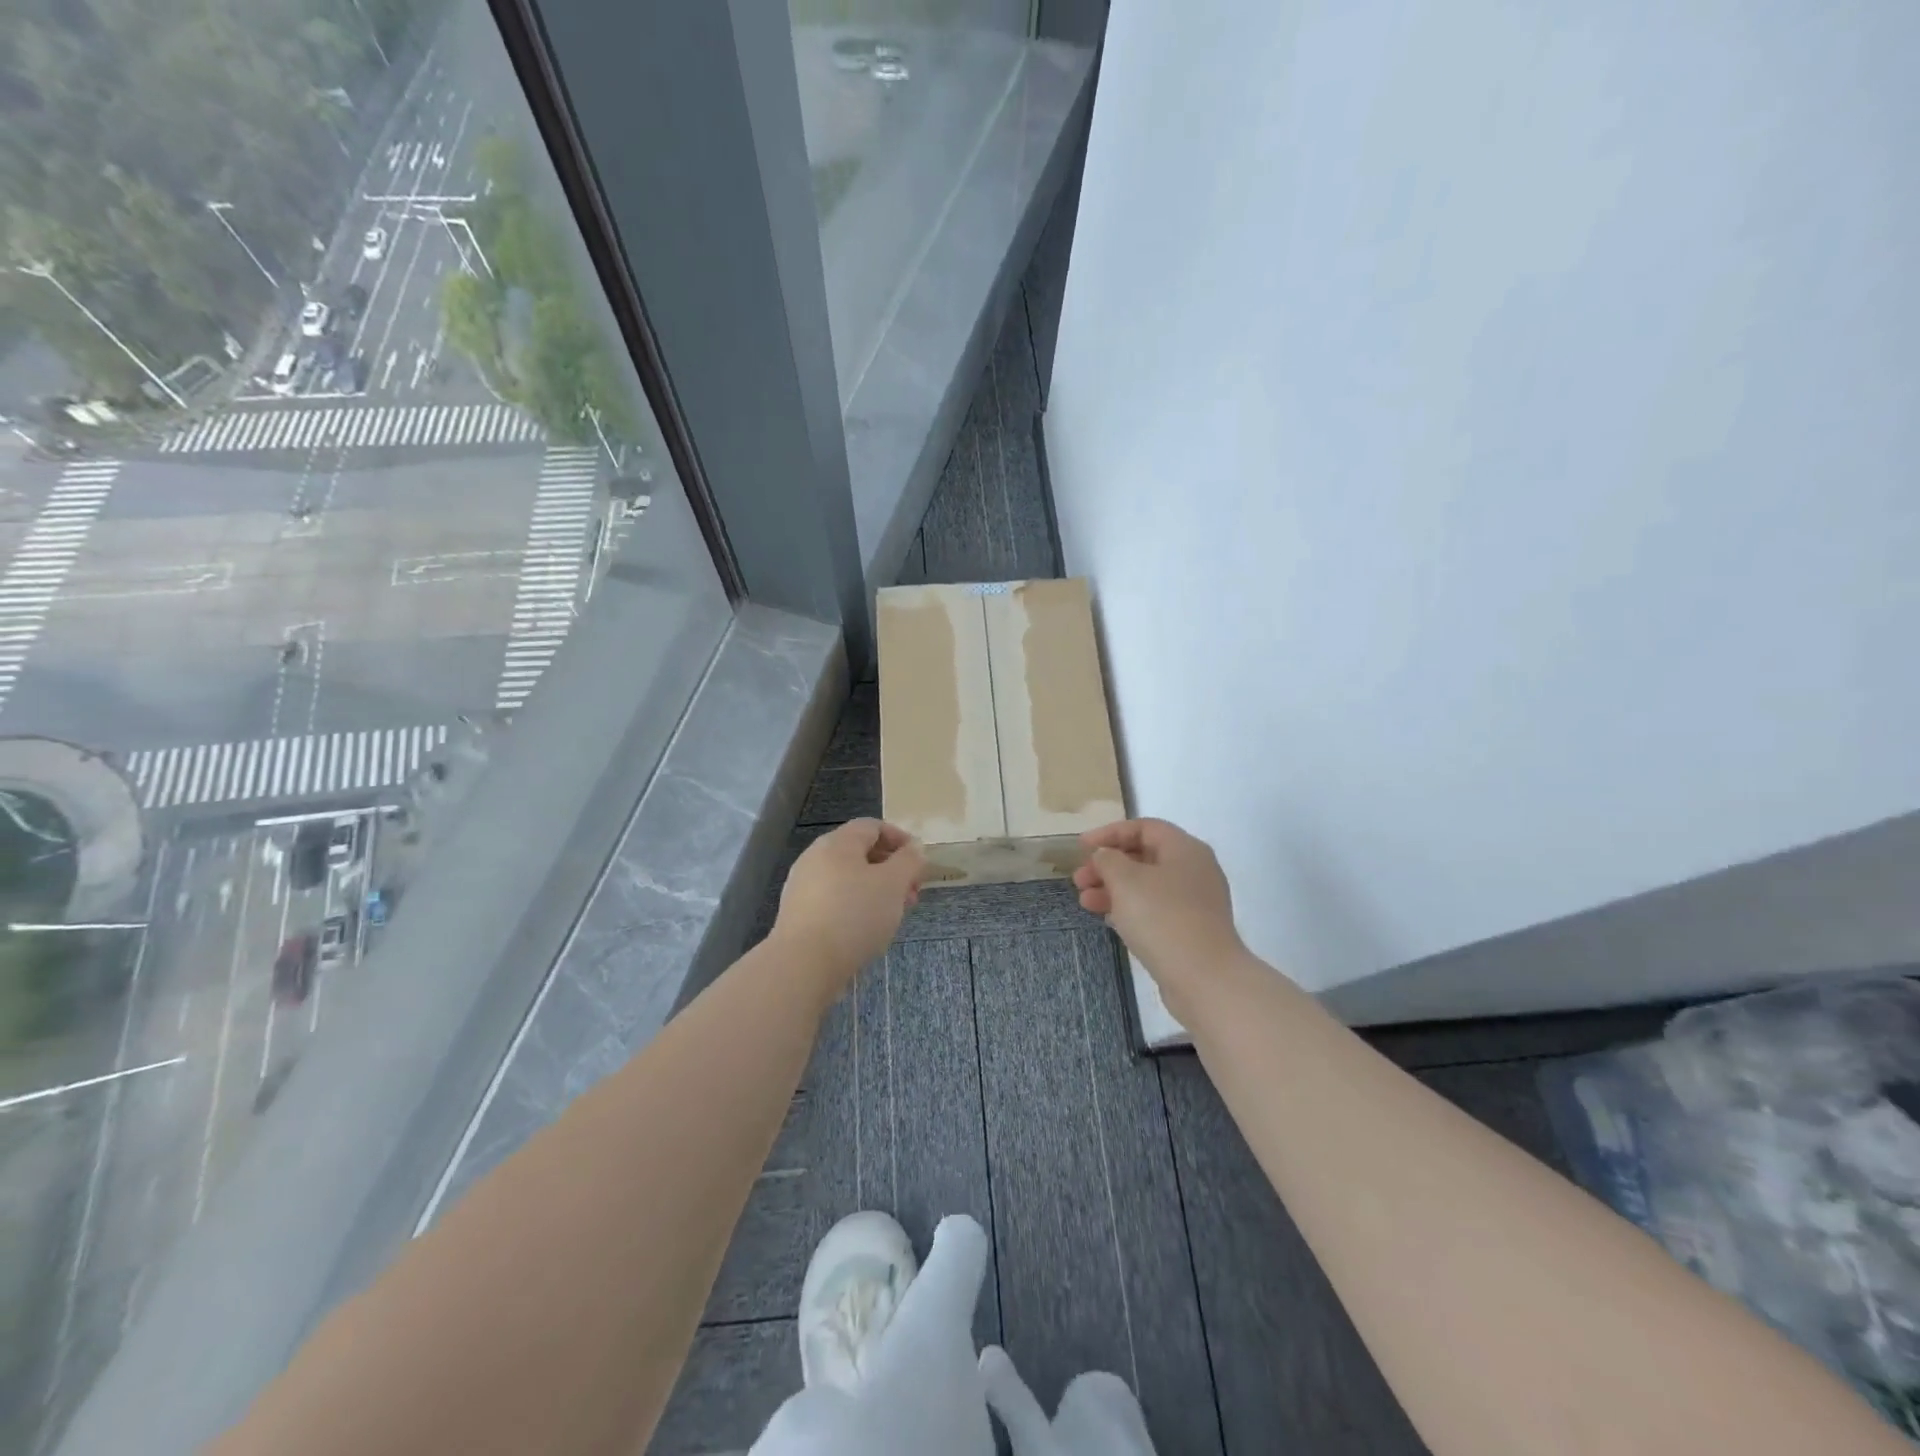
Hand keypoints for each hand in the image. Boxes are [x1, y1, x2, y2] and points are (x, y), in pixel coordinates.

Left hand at [771, 819, 925, 999]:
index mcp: (837, 843)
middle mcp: (815, 857)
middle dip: (891, 869)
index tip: (919, 863)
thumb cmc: (854, 915)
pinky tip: (865, 930)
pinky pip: (833, 900)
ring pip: (847, 878)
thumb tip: (914, 848)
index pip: (873, 826)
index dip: (900, 839)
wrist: (804, 964)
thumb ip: (909, 861)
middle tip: (911, 894)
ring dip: (875, 890)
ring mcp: (802, 886)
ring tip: (892, 915)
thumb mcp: (893, 884)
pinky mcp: (798, 914)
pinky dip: (855, 906)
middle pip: (860, 853)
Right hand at [1074, 819, 1247, 1021]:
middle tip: (1079, 880)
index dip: (1110, 833)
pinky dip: (1130, 909)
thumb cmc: (1162, 918)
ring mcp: (1195, 902)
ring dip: (1113, 889)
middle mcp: (1194, 870)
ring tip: (1085, 903)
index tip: (1082, 847)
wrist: (1204, 978)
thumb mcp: (1126, 880)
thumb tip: (1105, 856)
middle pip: (1144, 856)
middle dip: (1108, 865)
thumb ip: (1108, 859)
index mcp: (1185, 849)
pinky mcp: (1191, 930)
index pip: (1144, 827)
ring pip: (1147, 885)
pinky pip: (1155, 909)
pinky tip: (1108, 920)